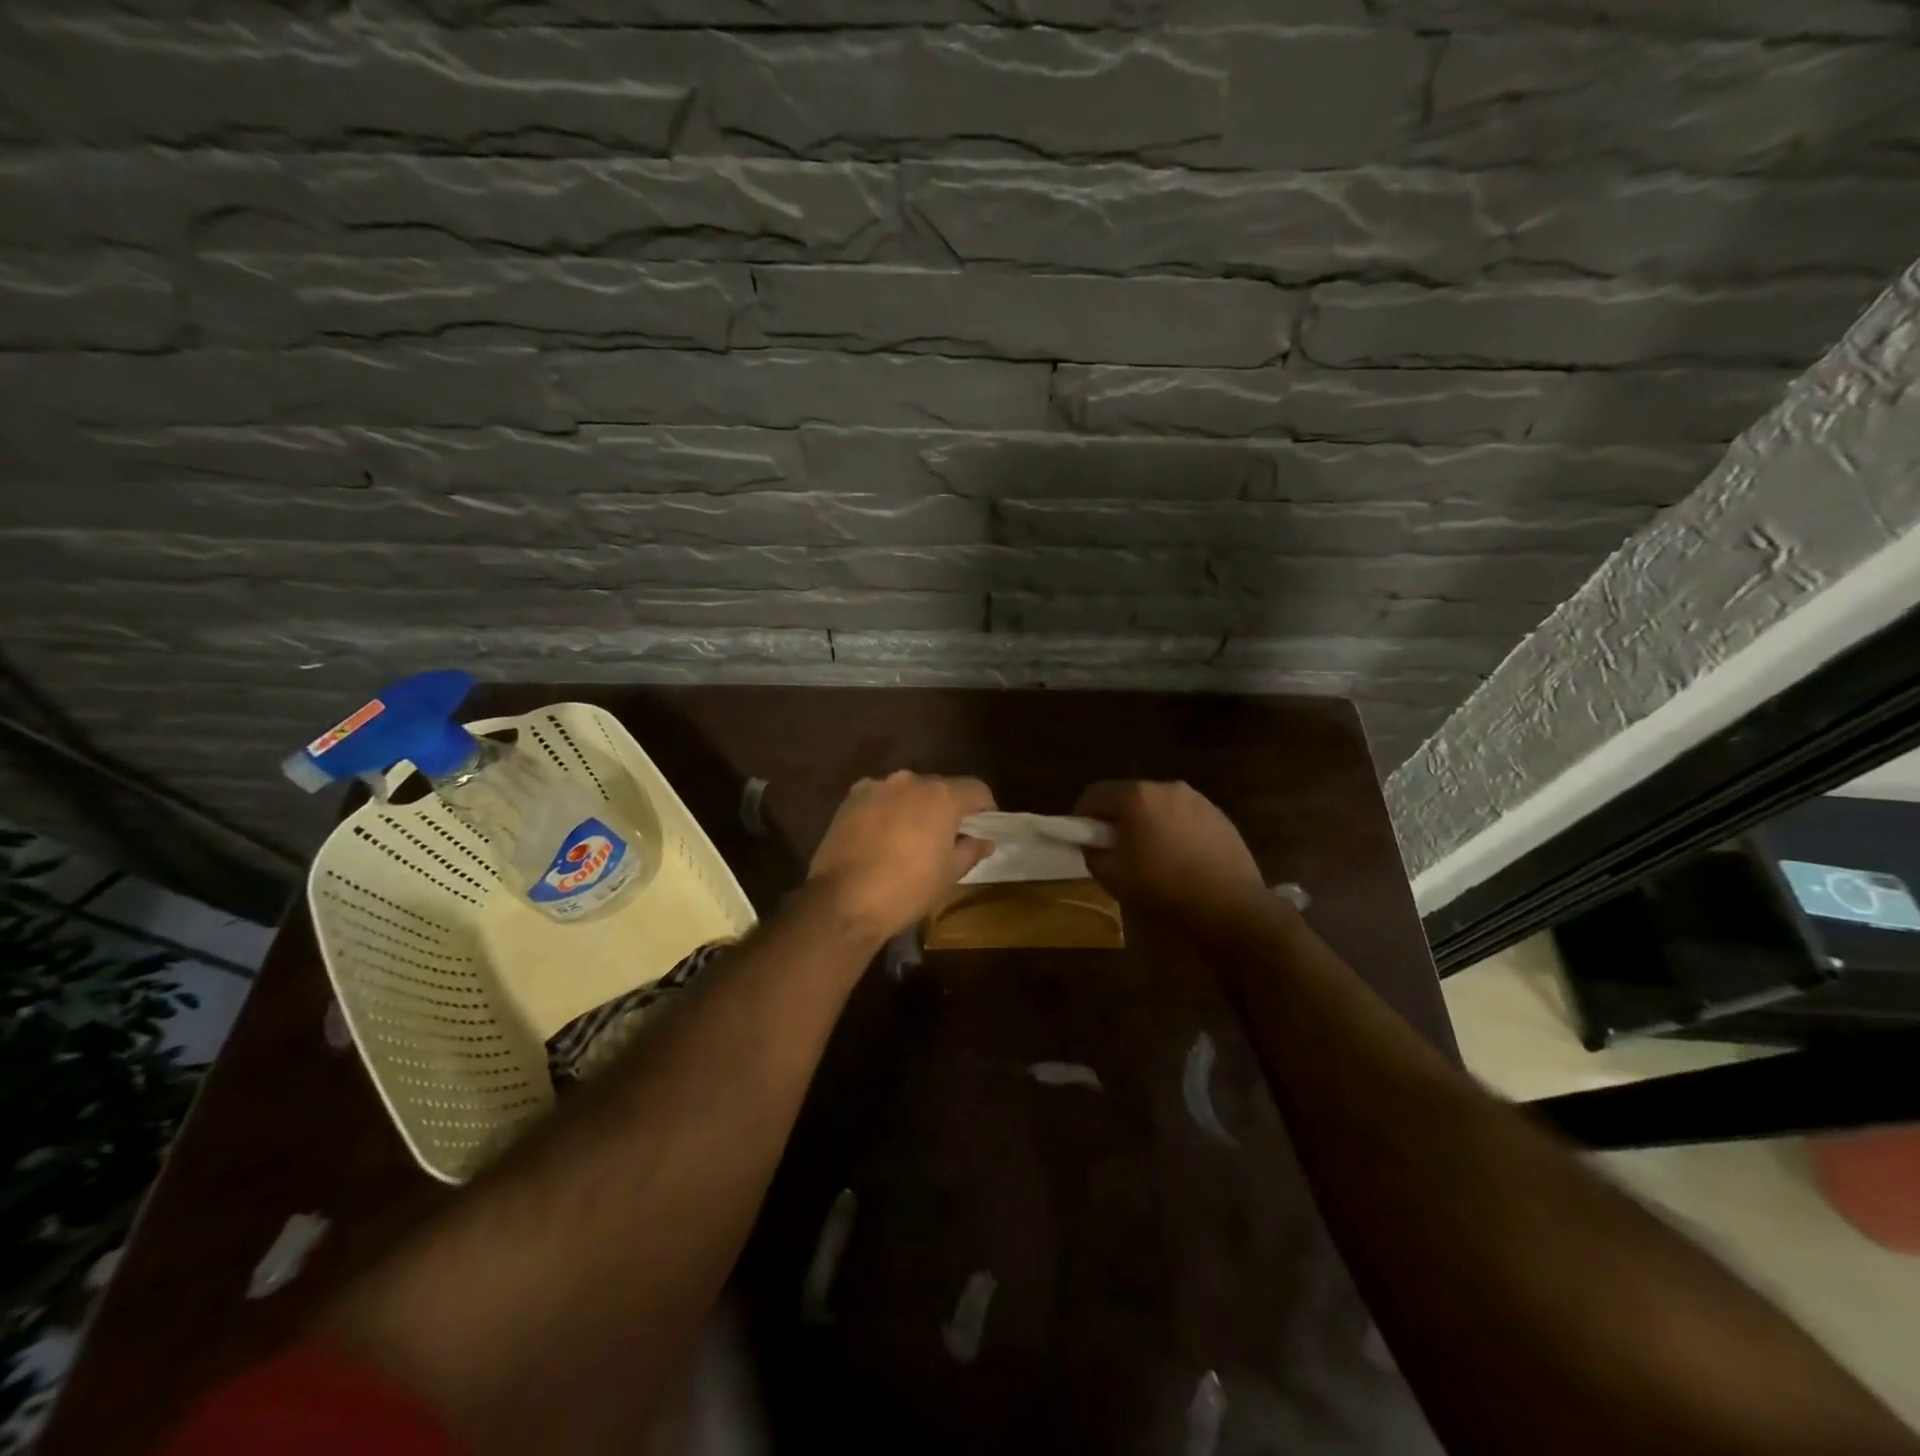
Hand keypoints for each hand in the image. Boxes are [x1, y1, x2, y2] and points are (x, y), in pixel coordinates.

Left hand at [806, 772, 995, 944]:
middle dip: (946, 808)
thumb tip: (985, 841)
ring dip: (914, 807)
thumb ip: (971, 850)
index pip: (976, 789)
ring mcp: (877, 786)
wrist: (844, 901)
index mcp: (941, 796)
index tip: (983, 827)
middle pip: (939, 788)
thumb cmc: (908, 889)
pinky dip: (886, 810)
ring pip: (907, 791)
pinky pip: (879, 798)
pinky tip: (881, 837)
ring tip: (909, 837)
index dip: (985, 808)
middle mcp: (910, 780)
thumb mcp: (949, 874)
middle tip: (946, 837)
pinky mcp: (850, 798)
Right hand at [1075, 781, 1276, 936]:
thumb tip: (1094, 843)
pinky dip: (1175, 833)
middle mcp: (1167, 788)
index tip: (1084, 840)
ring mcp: (1198, 800)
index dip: (1082, 816)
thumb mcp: (1111, 876)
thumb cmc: (1162, 887)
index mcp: (1137, 796)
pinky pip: (1185, 819)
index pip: (1094, 793)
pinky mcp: (1220, 817)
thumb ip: (1092, 853)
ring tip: (1153, 859)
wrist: (1229, 906)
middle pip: (1129, 797)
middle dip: (1118, 820)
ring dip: (1149, 825)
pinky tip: (1182, 862)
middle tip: (1116, 852)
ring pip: (1159, 807)